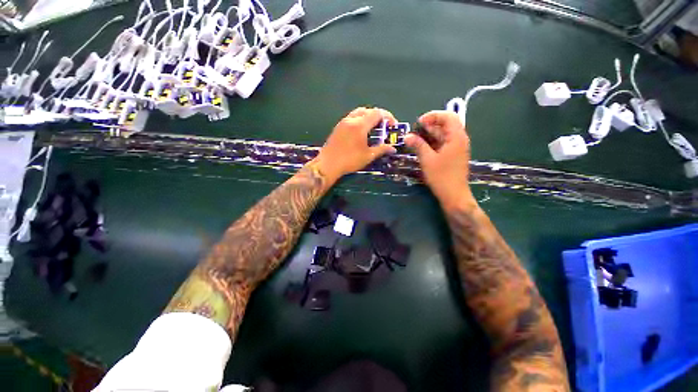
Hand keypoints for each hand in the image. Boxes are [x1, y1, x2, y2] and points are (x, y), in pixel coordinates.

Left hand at [314, 107, 397, 181]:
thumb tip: (392, 148)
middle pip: (368, 110)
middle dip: (378, 117)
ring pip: (358, 113)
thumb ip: (381, 149)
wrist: (328, 164)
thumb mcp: (368, 156)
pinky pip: (351, 118)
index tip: (392, 126)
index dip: (388, 117)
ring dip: (368, 117)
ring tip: (373, 129)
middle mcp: (351, 120)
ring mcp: (343, 123)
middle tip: (383, 127)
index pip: (377, 113)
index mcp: (360, 125)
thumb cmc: (349, 160)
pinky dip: (359, 120)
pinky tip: (361, 133)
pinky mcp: (338, 127)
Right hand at [405, 111, 473, 208]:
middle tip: (415, 131)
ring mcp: (457, 148)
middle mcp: (459, 139)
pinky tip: (422, 147)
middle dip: (430, 125)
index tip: (419, 123)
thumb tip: (407, 136)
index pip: (448, 117)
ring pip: (444, 134)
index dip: (433, 116)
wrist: (453, 195)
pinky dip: (433, 142)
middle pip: (446, 125)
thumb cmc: (441, 176)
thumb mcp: (427, 159)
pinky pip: (443, 143)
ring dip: (430, 134)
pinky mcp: (453, 155)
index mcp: (456, 137)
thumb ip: (418, 145)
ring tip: (415, 139)